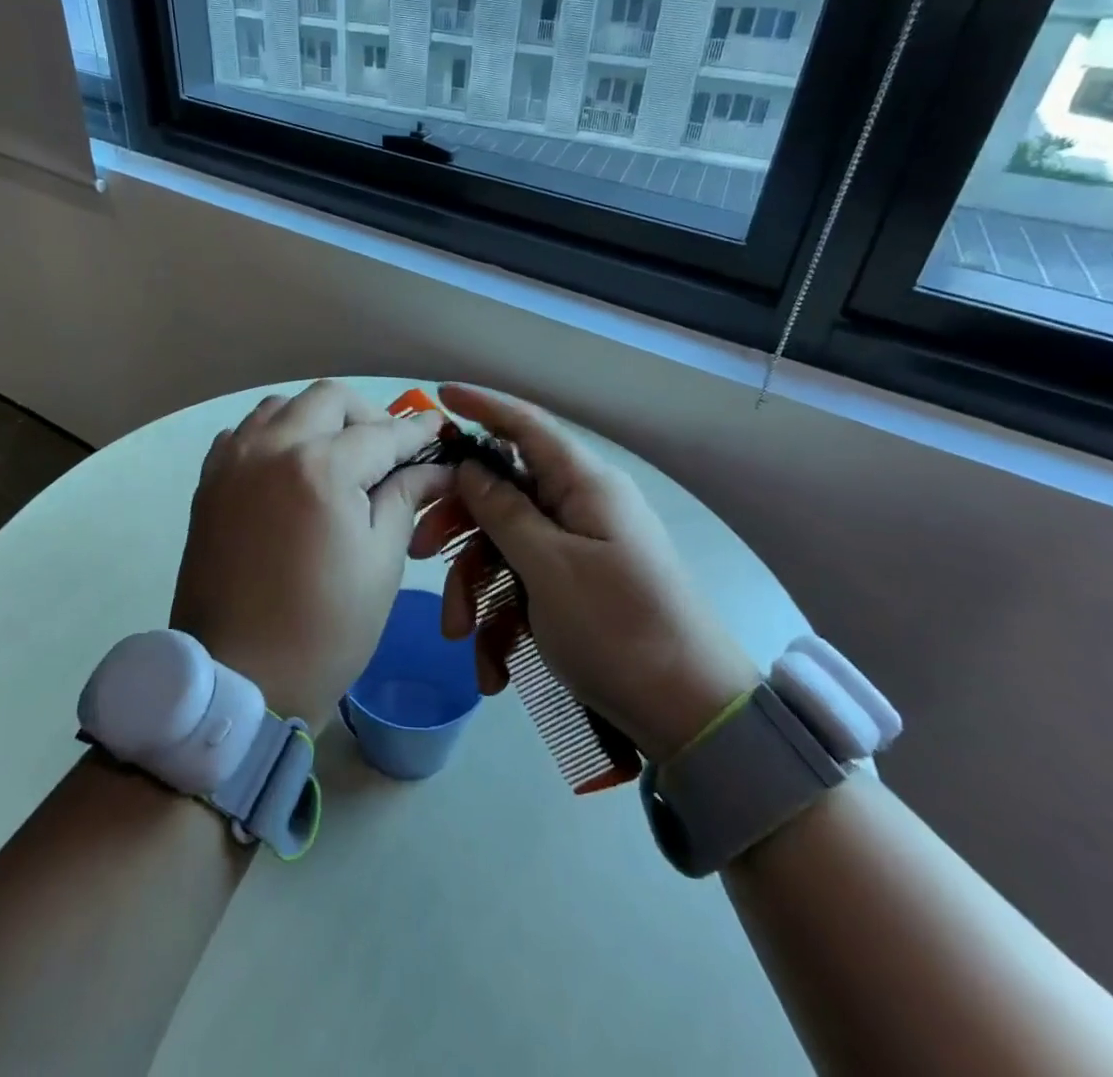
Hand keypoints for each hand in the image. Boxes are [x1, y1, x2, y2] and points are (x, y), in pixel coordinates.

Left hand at [171, 381, 452, 730]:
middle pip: (328, 399)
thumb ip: (405, 498)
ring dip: (317, 419)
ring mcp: (232, 461)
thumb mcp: (380, 563)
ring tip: (338, 458)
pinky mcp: (209, 481)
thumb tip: (436, 467)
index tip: (439, 429)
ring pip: (282, 406)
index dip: (417, 431)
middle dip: (366, 416)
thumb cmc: (324, 629)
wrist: (238, 677)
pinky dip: (275, 436)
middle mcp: (270, 448)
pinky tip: (291, 470)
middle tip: (387, 451)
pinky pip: (246, 433)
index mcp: (320, 469)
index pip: (381, 433)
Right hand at [409, 384, 759, 762]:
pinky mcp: (577, 587)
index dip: (482, 406)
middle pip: (504, 491)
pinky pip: (524, 584)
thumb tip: (469, 467)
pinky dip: (503, 619)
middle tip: (421, 551)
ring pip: (506, 545)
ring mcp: (580, 548)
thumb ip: (503, 511)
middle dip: (460, 523)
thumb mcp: (547, 568)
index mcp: (584, 485)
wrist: (691, 715)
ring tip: (461, 636)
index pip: (526, 425)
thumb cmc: (618, 629)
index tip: (438, 397)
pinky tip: (494, 666)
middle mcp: (581, 506)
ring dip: (476, 587)